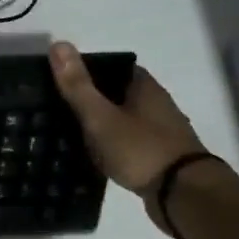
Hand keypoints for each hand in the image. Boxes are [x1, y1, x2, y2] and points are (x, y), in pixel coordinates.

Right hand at [50, 41, 209, 234]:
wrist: (182, 194)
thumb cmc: (140, 149)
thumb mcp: (100, 116)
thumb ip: (78, 85)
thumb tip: (58, 43)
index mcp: (145, 89)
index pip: (114, 68)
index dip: (88, 69)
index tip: (60, 78)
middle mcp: (156, 105)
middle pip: (118, 93)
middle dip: (91, 97)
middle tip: (55, 104)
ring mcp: (159, 132)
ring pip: (122, 118)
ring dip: (100, 121)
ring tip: (66, 129)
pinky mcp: (156, 157)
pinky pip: (126, 141)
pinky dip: (108, 143)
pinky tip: (90, 153)